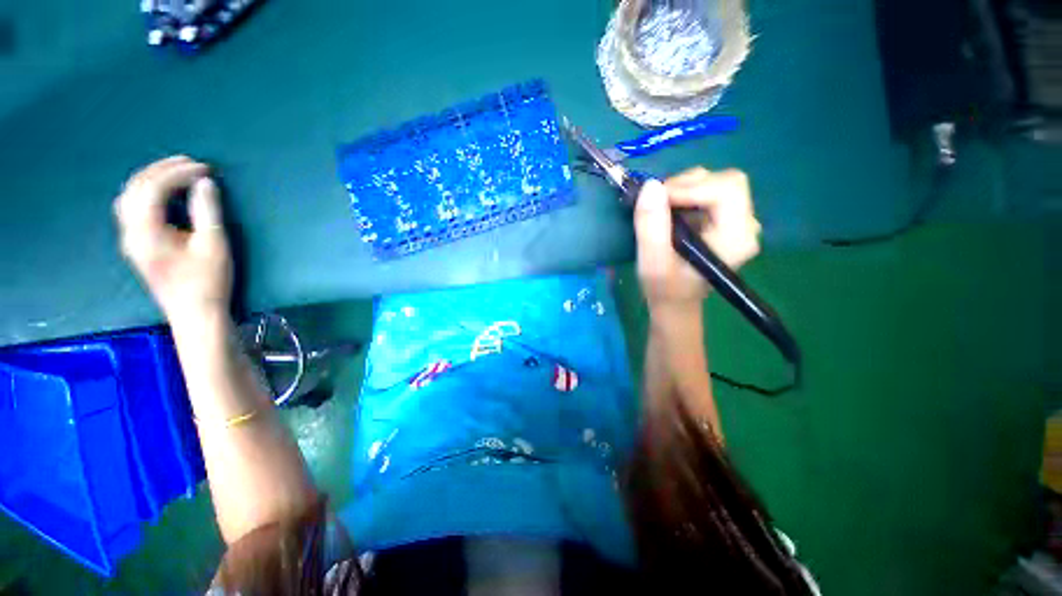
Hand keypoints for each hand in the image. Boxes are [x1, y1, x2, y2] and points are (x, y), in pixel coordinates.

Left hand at [115, 156, 232, 324]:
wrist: (195, 313)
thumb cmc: (208, 281)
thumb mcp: (214, 245)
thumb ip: (207, 212)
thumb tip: (204, 183)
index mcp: (147, 232)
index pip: (154, 189)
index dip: (178, 173)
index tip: (205, 168)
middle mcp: (130, 232)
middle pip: (135, 188)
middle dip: (162, 170)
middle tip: (190, 163)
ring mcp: (129, 240)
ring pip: (128, 197)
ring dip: (150, 179)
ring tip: (175, 172)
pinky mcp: (135, 245)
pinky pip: (131, 208)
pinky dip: (145, 193)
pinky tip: (161, 193)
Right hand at [634, 167, 760, 312]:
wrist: (674, 302)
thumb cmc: (665, 289)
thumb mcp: (652, 263)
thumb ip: (651, 227)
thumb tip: (650, 186)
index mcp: (736, 238)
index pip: (726, 190)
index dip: (689, 187)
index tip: (656, 200)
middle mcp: (746, 226)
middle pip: (725, 181)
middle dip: (686, 185)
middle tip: (657, 203)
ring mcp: (738, 222)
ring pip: (716, 182)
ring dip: (683, 188)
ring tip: (661, 210)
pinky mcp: (726, 220)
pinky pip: (709, 191)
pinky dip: (685, 194)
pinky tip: (670, 213)